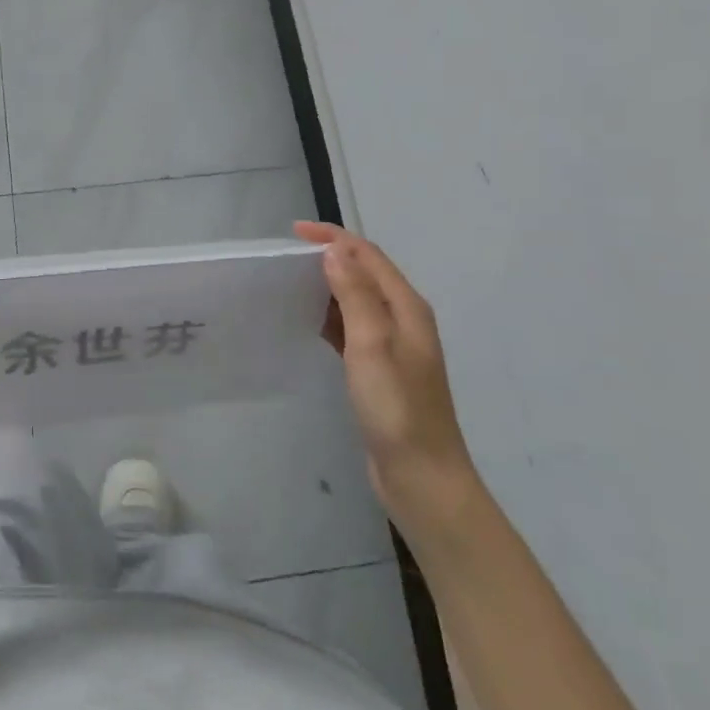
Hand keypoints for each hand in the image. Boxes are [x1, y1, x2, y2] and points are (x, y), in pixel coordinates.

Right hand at [294, 224, 480, 540]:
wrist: (421, 476)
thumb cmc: (396, 408)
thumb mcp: (372, 344)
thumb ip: (354, 294)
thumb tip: (334, 251)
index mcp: (407, 308)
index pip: (368, 256)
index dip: (333, 238)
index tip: (294, 233)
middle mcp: (404, 320)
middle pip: (365, 274)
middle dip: (330, 257)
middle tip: (287, 258)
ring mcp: (394, 347)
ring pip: (357, 301)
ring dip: (329, 286)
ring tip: (290, 283)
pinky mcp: (381, 370)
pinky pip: (353, 328)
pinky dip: (331, 317)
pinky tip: (309, 323)